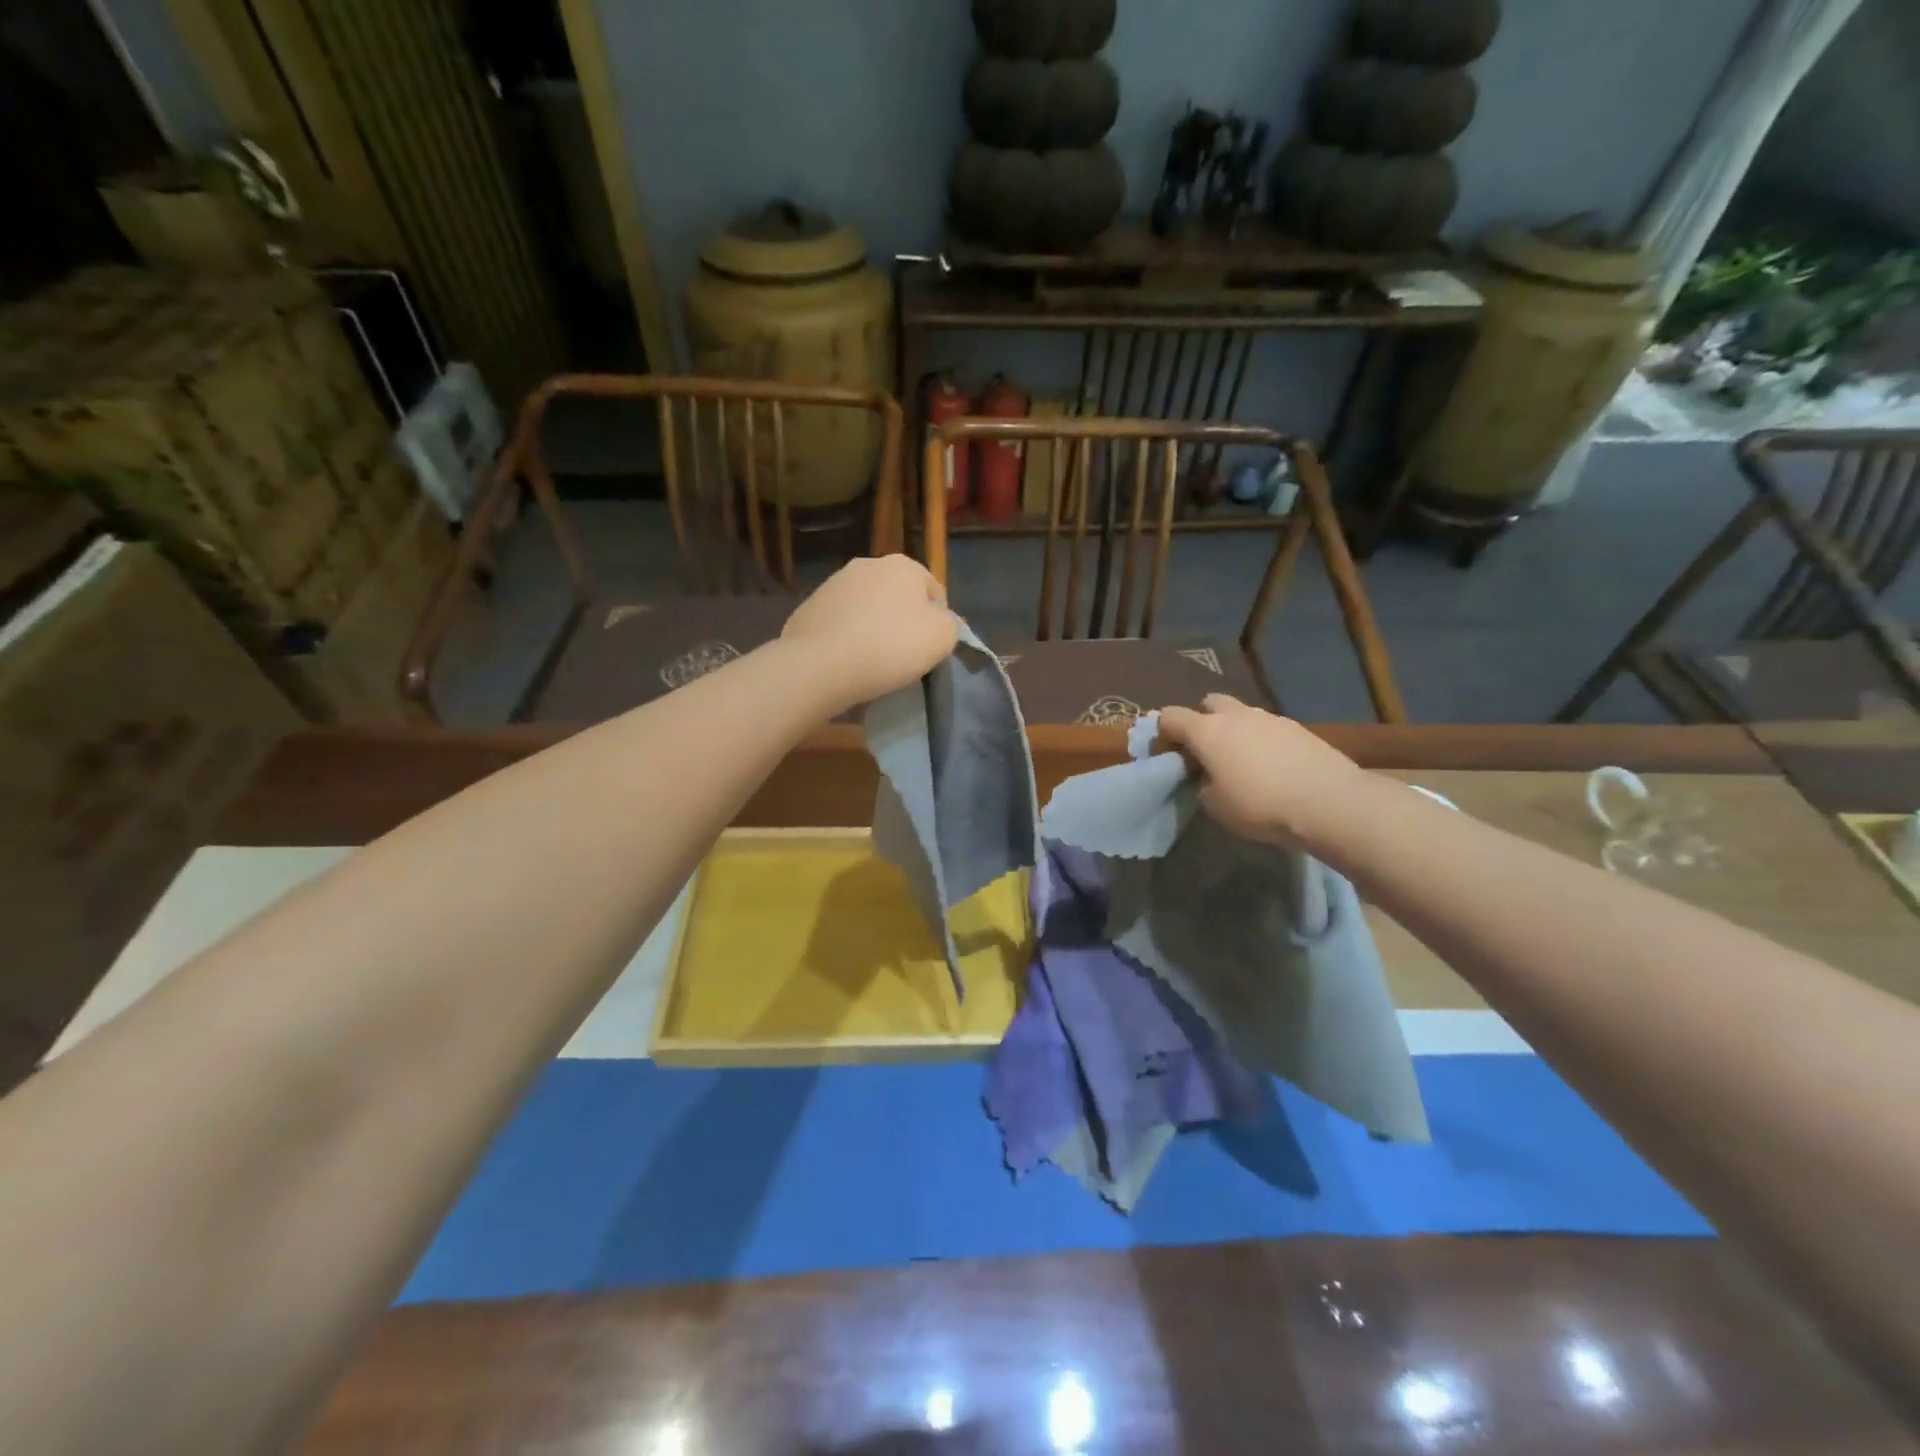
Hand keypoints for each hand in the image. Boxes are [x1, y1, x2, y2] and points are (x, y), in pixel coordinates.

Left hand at [781, 555, 957, 709]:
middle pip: (897, 597)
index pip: (933, 591)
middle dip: (903, 621)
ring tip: (873, 662)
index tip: (931, 649)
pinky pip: (840, 624)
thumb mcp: (942, 637)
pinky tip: (847, 662)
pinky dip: (847, 638)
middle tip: (904, 656)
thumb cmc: (890, 646)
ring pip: (867, 609)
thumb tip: (940, 622)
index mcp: (902, 566)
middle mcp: (867, 564)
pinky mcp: (809, 607)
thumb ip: (950, 624)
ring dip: (873, 628)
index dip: (938, 621)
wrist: (820, 665)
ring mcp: (833, 584)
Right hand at [1156, 695, 1368, 849]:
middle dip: (1202, 721)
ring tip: (1243, 763)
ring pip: (1242, 714)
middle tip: (1206, 752)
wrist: (1328, 802)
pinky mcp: (1298, 728)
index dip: (1163, 733)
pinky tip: (1272, 767)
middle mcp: (1236, 715)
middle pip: (1209, 703)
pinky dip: (1262, 741)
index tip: (1168, 755)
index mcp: (1207, 731)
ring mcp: (1270, 718)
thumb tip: (1208, 777)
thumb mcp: (1215, 806)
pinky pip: (1268, 728)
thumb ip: (1202, 784)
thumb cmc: (1260, 805)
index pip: (1170, 716)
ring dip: (1235, 731)